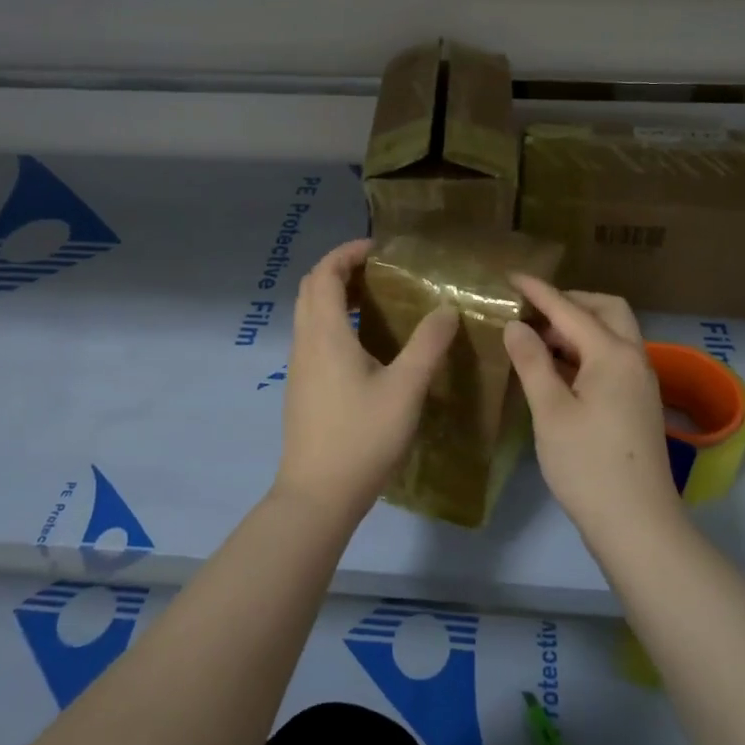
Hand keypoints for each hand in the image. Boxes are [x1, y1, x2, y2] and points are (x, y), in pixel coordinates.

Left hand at [276, 239, 458, 525]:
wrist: (317, 495)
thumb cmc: (361, 437)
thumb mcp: (405, 389)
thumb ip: (427, 345)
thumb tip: (445, 309)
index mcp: (325, 334)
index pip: (324, 273)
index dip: (347, 252)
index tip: (380, 249)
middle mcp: (305, 342)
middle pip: (311, 288)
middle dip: (341, 269)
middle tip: (380, 271)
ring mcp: (299, 367)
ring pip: (310, 314)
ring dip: (337, 296)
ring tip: (378, 300)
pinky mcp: (302, 388)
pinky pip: (314, 337)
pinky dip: (335, 322)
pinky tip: (367, 345)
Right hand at [503, 277, 683, 544]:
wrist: (637, 524)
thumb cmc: (588, 465)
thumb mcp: (551, 411)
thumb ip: (532, 362)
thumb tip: (516, 326)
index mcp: (612, 354)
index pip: (569, 310)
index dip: (538, 292)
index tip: (510, 276)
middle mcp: (634, 359)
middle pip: (606, 310)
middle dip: (570, 302)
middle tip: (532, 310)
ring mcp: (641, 382)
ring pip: (612, 335)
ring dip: (579, 327)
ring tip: (538, 338)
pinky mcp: (639, 403)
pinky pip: (613, 358)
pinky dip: (587, 351)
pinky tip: (559, 369)